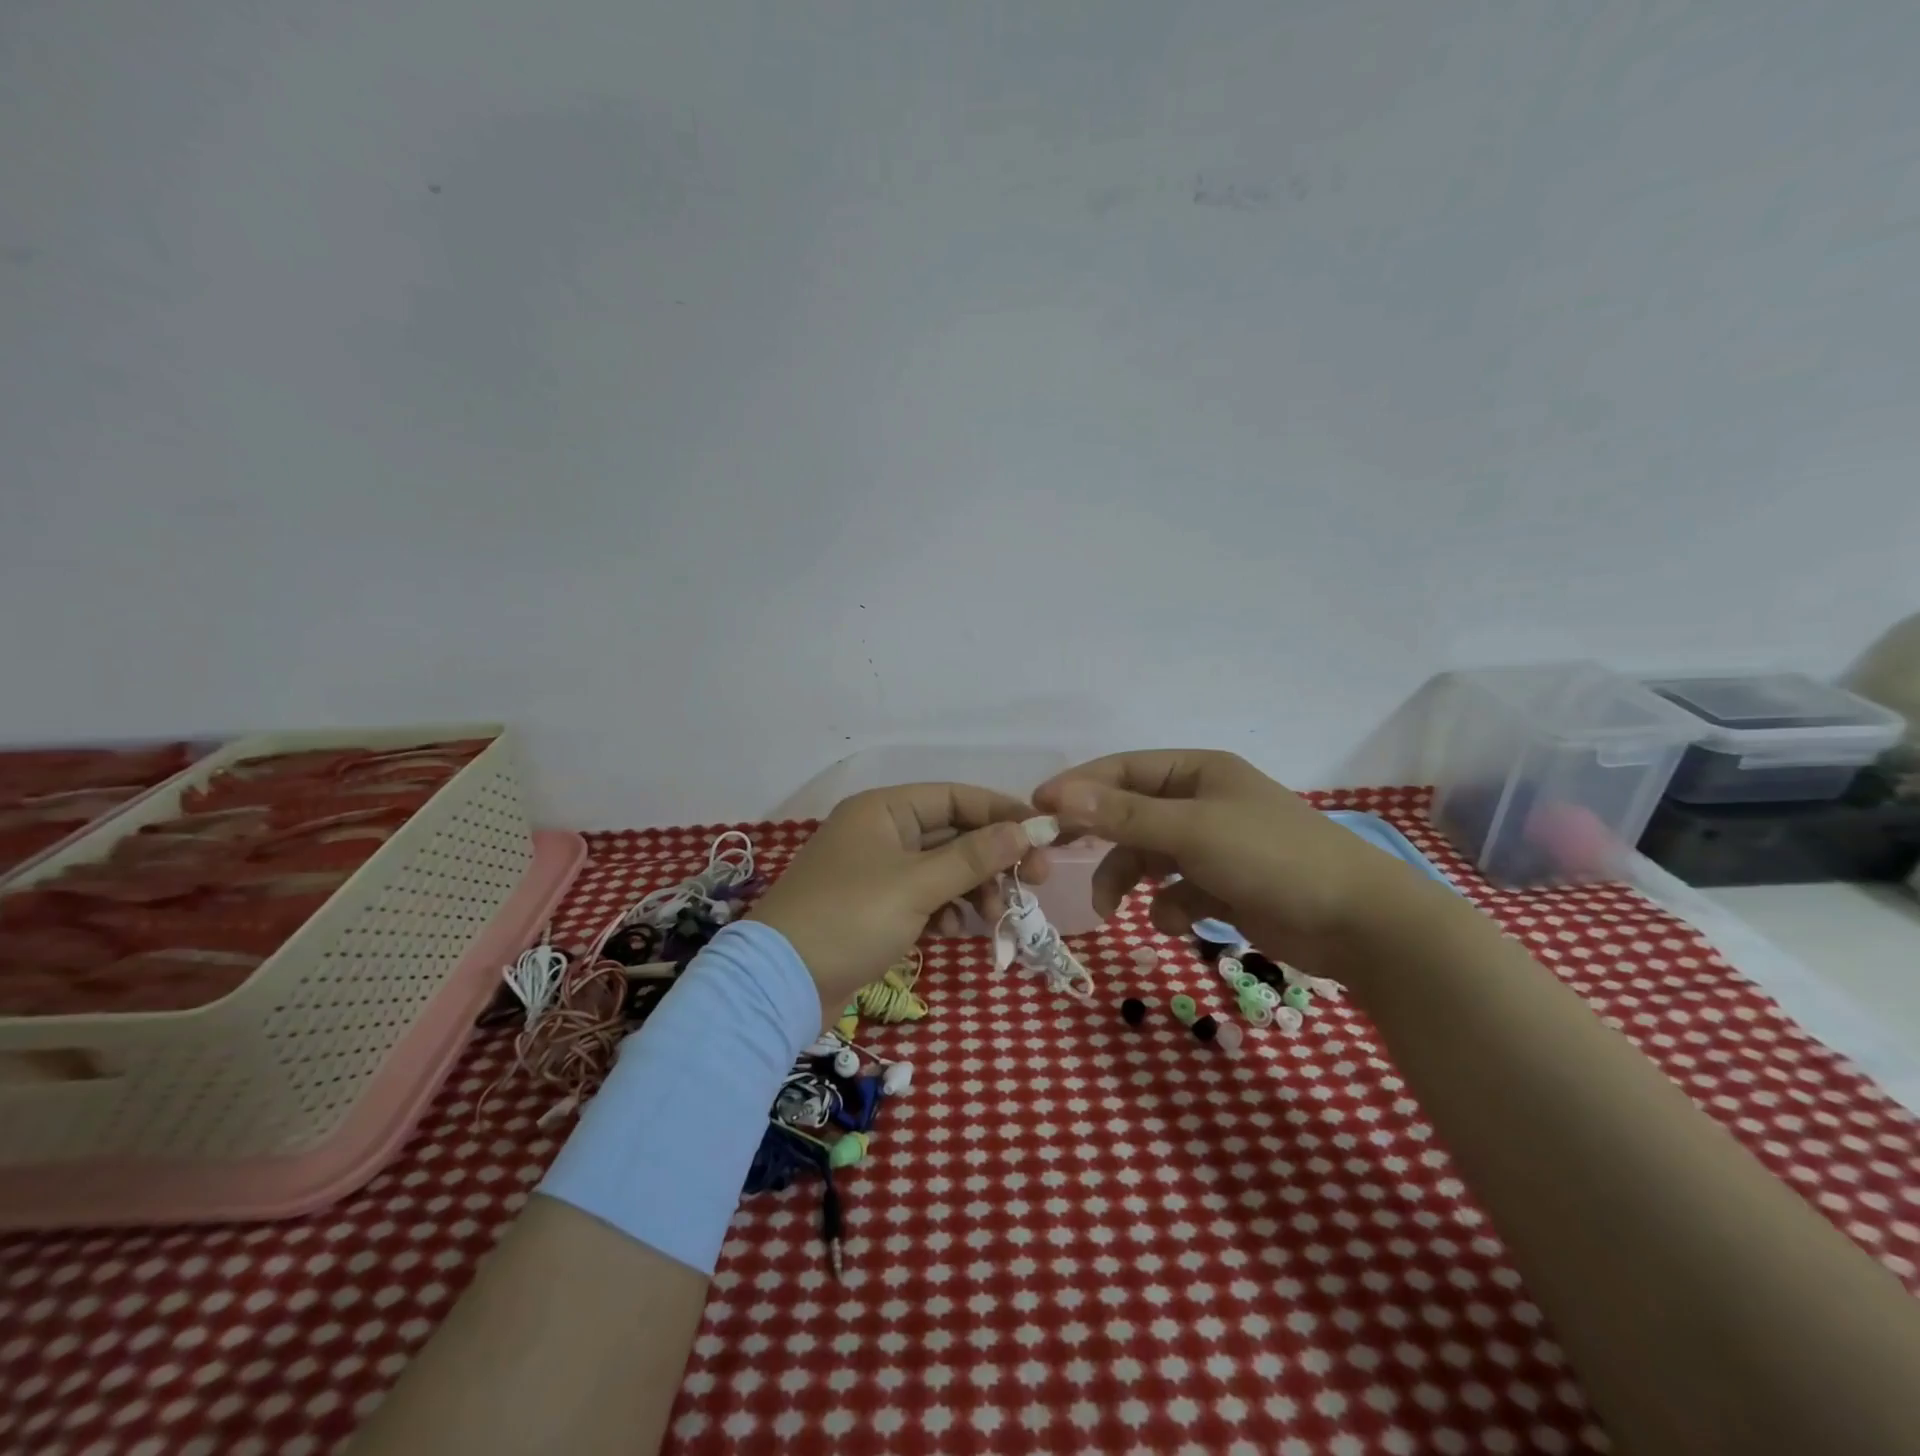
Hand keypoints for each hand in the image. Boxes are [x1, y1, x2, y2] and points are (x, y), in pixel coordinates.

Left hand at [747, 783, 1051, 1023]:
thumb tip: (1024, 829)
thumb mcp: (917, 885)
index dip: (1001, 812)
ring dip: (974, 889)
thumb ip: (974, 857)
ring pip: (943, 869)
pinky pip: (926, 898)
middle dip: (993, 859)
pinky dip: (947, 911)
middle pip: (953, 834)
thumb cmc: (850, 918)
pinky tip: (959, 931)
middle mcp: (881, 832)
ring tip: (997, 915)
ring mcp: (878, 872)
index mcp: (884, 810)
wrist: (782, 983)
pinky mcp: (876, 908)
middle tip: (1034, 882)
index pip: (955, 797)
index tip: (1042, 835)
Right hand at [1033, 750, 1436, 981]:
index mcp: (1198, 772)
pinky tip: (1184, 923)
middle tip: (1054, 859)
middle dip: (1101, 841)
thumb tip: (1055, 794)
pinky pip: (1177, 891)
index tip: (1036, 811)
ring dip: (1129, 881)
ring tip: (1112, 909)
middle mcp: (1203, 802)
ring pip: (1149, 857)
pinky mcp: (1225, 886)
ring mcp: (1215, 846)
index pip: (1122, 770)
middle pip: (1131, 815)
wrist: (1358, 924)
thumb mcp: (1190, 831)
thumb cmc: (1271, 858)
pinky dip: (1173, 907)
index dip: (1078, 787)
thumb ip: (1121, 815)